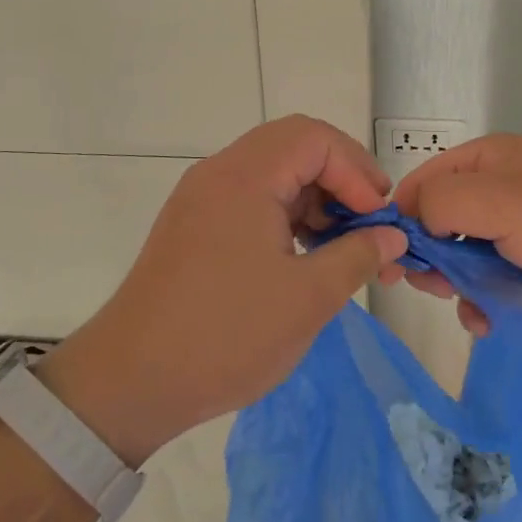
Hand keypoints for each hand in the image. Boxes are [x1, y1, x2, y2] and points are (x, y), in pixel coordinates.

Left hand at [36, 116, 408, 465]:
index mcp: (245, 177)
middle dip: (341, 177)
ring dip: (315, 198)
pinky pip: (252, 198)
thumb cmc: (226, 335)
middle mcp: (220, 173)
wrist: (130, 382)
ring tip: (345, 245)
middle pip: (294, 146)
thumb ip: (358, 256)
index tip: (378, 219)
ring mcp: (202, 198)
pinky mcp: (194, 225)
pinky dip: (286, 214)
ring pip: (273, 172)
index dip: (356, 170)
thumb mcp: (307, 298)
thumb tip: (391, 237)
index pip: (315, 138)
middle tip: (369, 220)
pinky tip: (307, 254)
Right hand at [392, 134, 521, 336]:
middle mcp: (497, 193)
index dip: (401, 217)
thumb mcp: (502, 200)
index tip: (388, 256)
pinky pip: (488, 287)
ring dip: (455, 285)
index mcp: (488, 161)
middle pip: (438, 224)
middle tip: (429, 285)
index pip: (423, 182)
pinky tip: (488, 321)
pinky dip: (482, 305)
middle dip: (428, 256)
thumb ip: (443, 203)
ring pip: (460, 261)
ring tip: (466, 305)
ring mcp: (516, 234)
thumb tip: (412, 220)